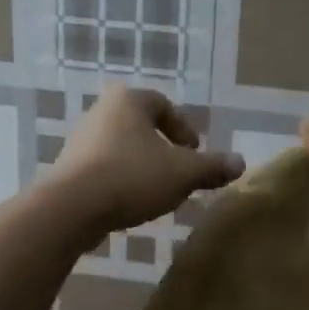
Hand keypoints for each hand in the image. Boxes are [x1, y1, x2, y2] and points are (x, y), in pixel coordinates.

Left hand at [54, 85, 243, 237]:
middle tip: (178, 171)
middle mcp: (100, 113)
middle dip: (162, 148)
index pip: (162, 105)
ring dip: (142, 166)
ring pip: (121, 149)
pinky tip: (131, 203)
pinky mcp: (68, 169)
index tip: (193, 152)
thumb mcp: (183, 173)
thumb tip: (240, 163)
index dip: (183, 128)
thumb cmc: (132, 177)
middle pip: (140, 126)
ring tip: (157, 191)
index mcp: (128, 101)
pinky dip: (121, 181)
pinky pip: (104, 170)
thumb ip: (212, 167)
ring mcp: (80, 141)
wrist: (71, 208)